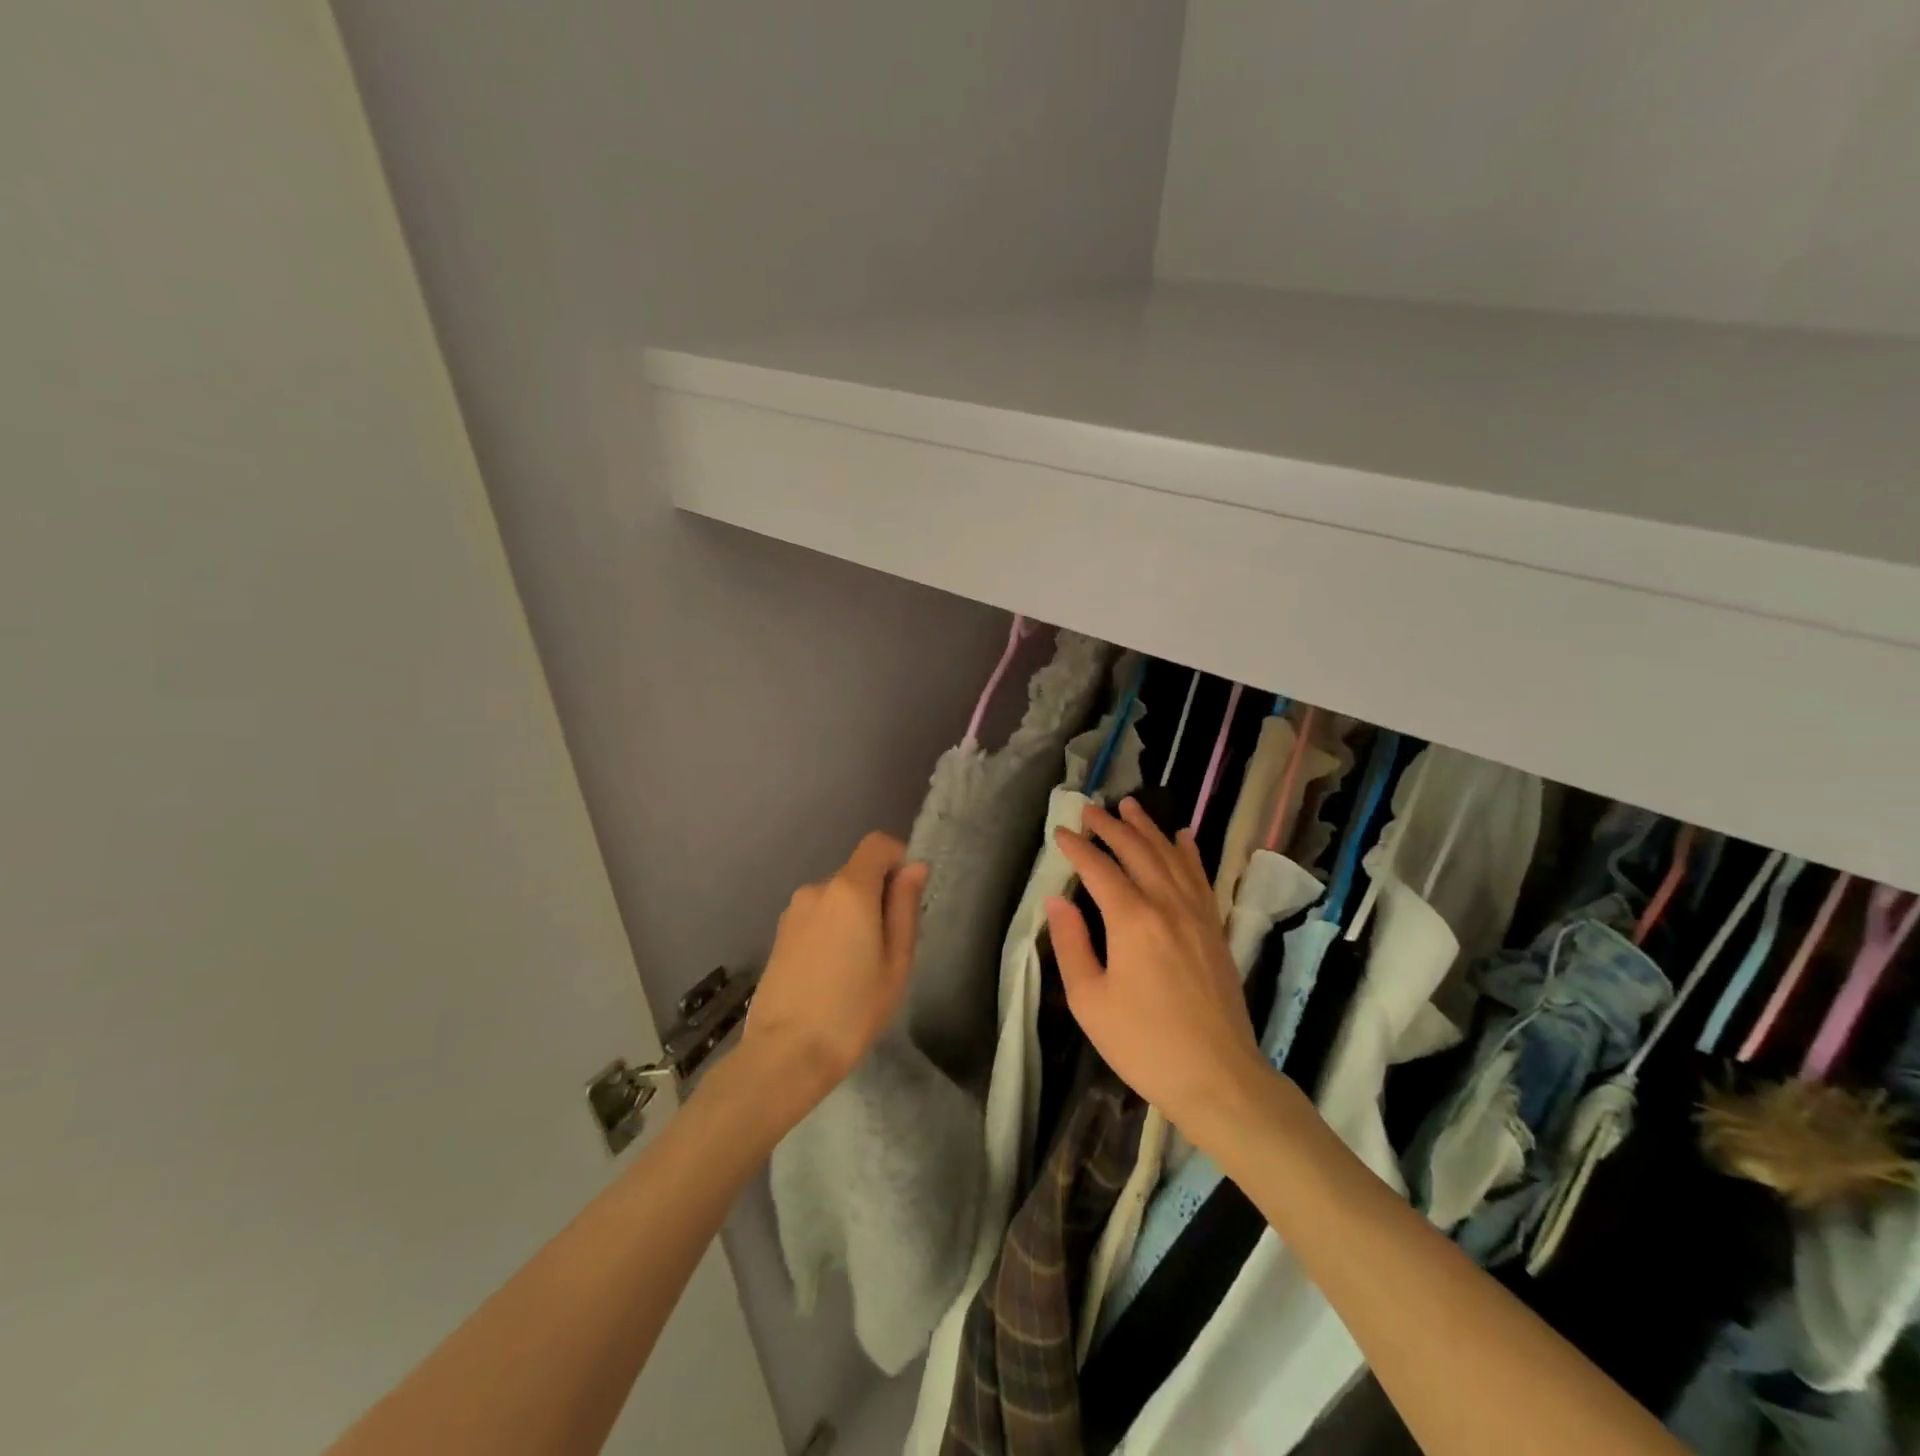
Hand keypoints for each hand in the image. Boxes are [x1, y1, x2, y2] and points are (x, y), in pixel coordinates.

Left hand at [741, 831, 926, 1110]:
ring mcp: (793, 911)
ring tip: (858, 967)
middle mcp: (817, 888)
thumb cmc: (853, 1009)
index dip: (898, 858)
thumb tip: (914, 867)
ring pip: (836, 898)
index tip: (908, 896)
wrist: (786, 1053)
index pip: (877, 844)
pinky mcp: (779, 934)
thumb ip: (905, 907)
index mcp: (850, 889)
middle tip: (888, 946)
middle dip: (877, 896)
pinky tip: (832, 973)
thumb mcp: (896, 962)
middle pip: (857, 873)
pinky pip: (817, 917)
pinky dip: (831, 930)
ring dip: (853, 916)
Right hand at [1048, 799, 1271, 1139]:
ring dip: (1149, 828)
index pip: (1099, 869)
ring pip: (1171, 856)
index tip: (1060, 832)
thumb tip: (1057, 901)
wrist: (1218, 1077)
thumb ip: (1071, 945)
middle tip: (1090, 809)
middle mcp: (1167, 905)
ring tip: (1131, 806)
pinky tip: (1183, 837)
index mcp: (1132, 920)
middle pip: (1137, 851)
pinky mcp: (1215, 929)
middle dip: (1111, 826)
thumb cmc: (1144, 1044)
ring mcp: (1197, 915)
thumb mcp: (1090, 1001)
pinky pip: (1200, 878)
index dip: (1077, 848)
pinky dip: (1188, 853)